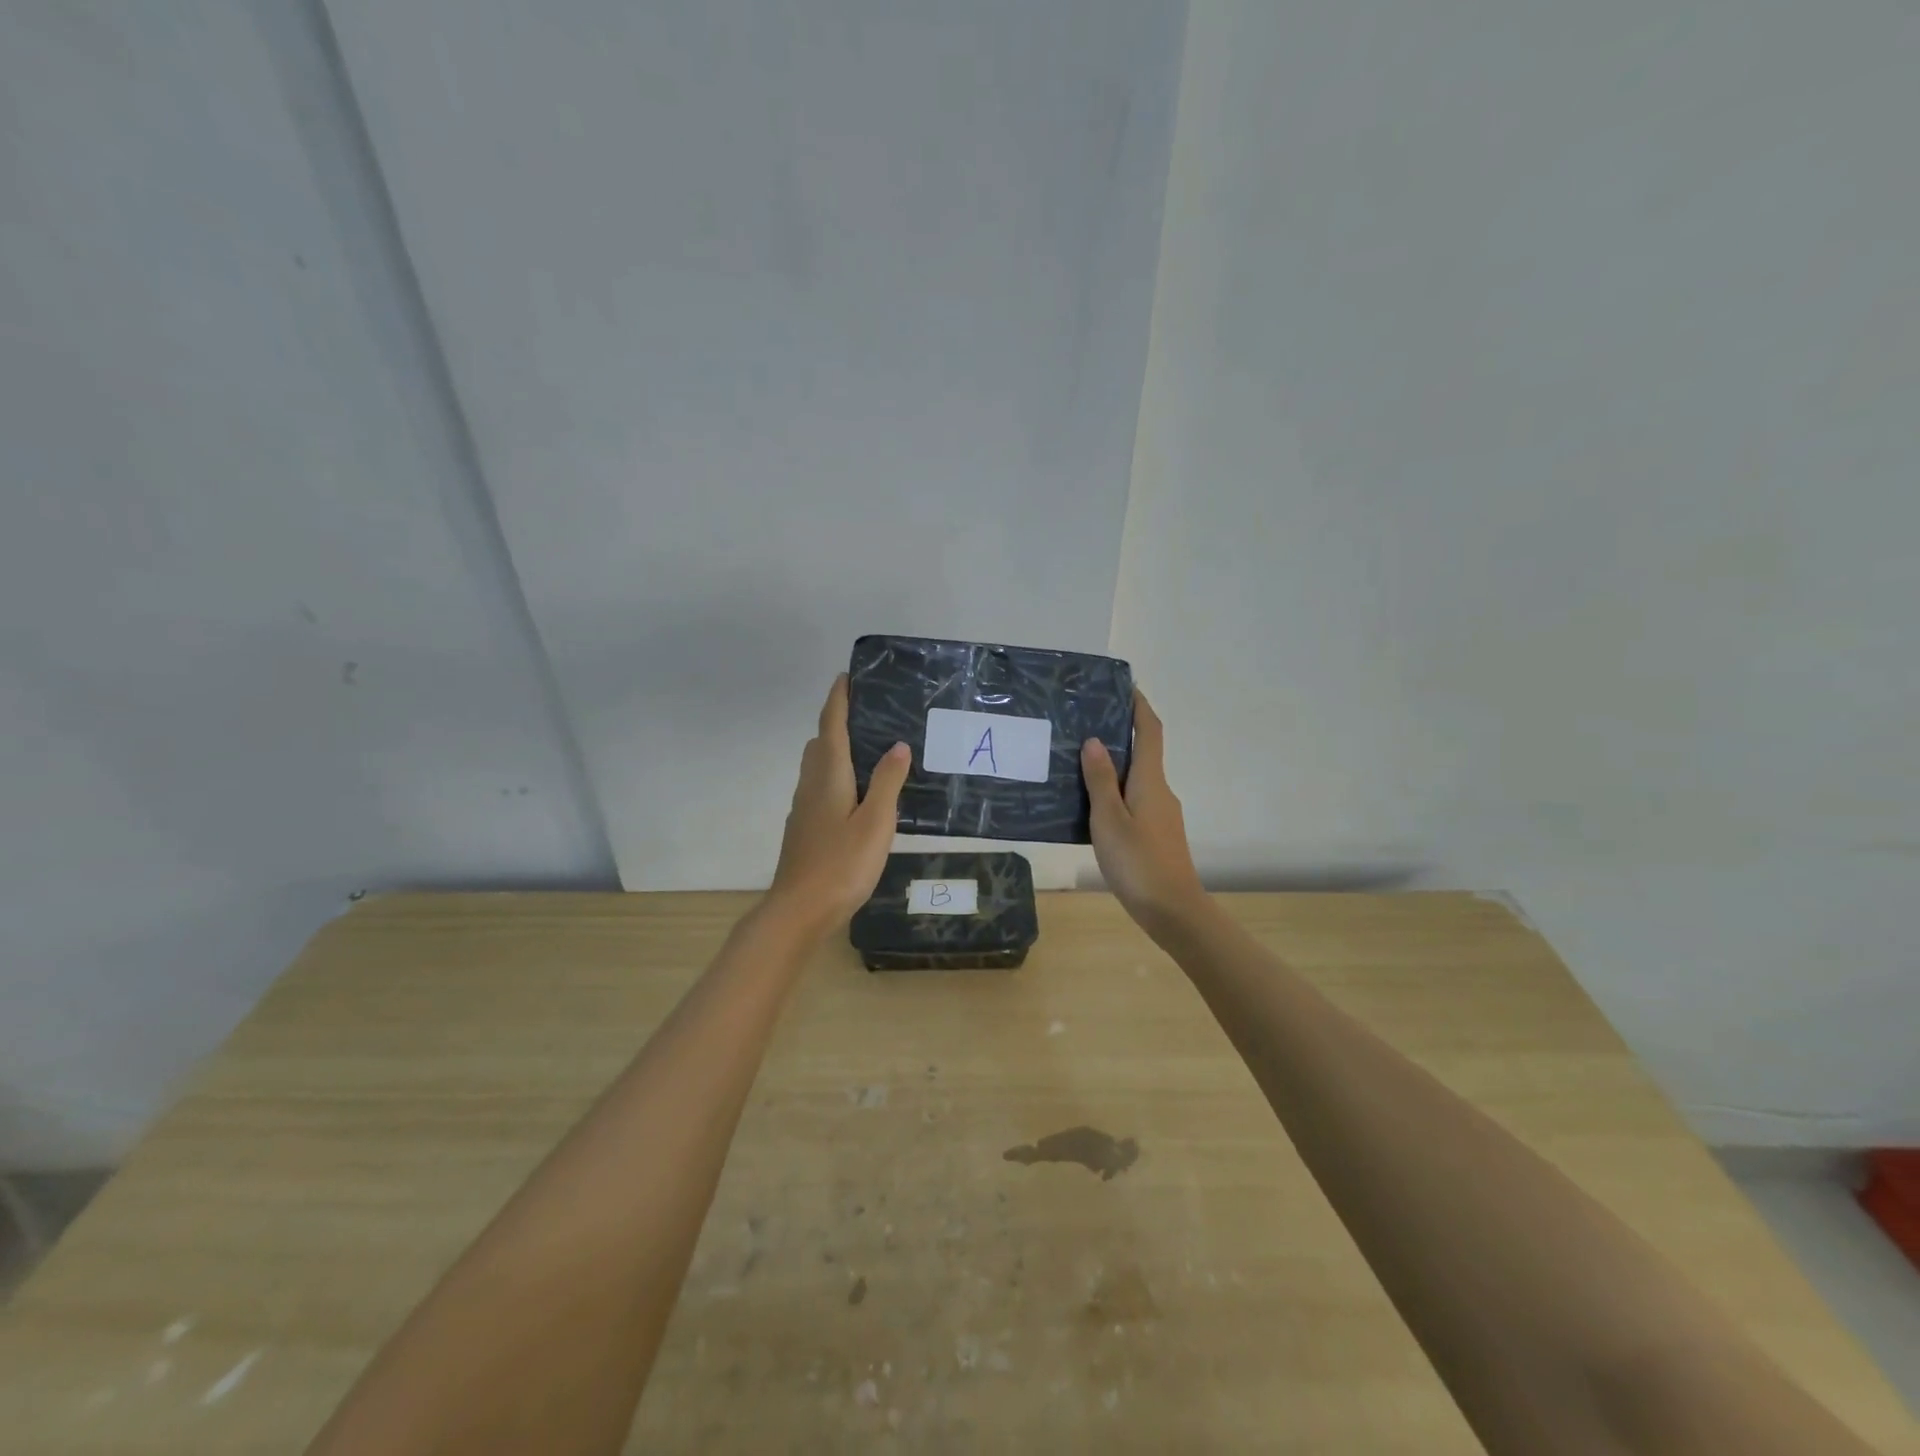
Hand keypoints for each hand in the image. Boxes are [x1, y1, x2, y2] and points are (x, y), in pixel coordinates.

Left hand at [765, 674, 910, 937]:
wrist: (799, 911)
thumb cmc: (841, 865)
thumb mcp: (875, 822)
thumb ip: (887, 782)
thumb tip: (897, 744)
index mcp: (828, 776)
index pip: (831, 726)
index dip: (838, 699)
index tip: (847, 675)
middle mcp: (811, 785)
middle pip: (821, 743)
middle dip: (839, 722)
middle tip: (870, 714)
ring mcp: (804, 808)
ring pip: (818, 767)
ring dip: (837, 750)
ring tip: (870, 751)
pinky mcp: (805, 828)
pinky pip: (820, 787)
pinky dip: (836, 776)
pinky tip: (858, 794)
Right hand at [1082, 691, 1207, 938]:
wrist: (1173, 911)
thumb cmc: (1138, 861)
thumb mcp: (1109, 819)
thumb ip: (1100, 779)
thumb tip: (1095, 740)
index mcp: (1150, 781)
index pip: (1150, 731)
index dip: (1139, 707)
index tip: (1125, 687)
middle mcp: (1161, 791)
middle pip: (1144, 752)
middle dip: (1121, 734)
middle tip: (1085, 724)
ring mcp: (1162, 814)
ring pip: (1137, 779)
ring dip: (1115, 765)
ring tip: (1080, 763)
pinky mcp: (1158, 834)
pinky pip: (1135, 800)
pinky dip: (1116, 791)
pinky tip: (1092, 805)